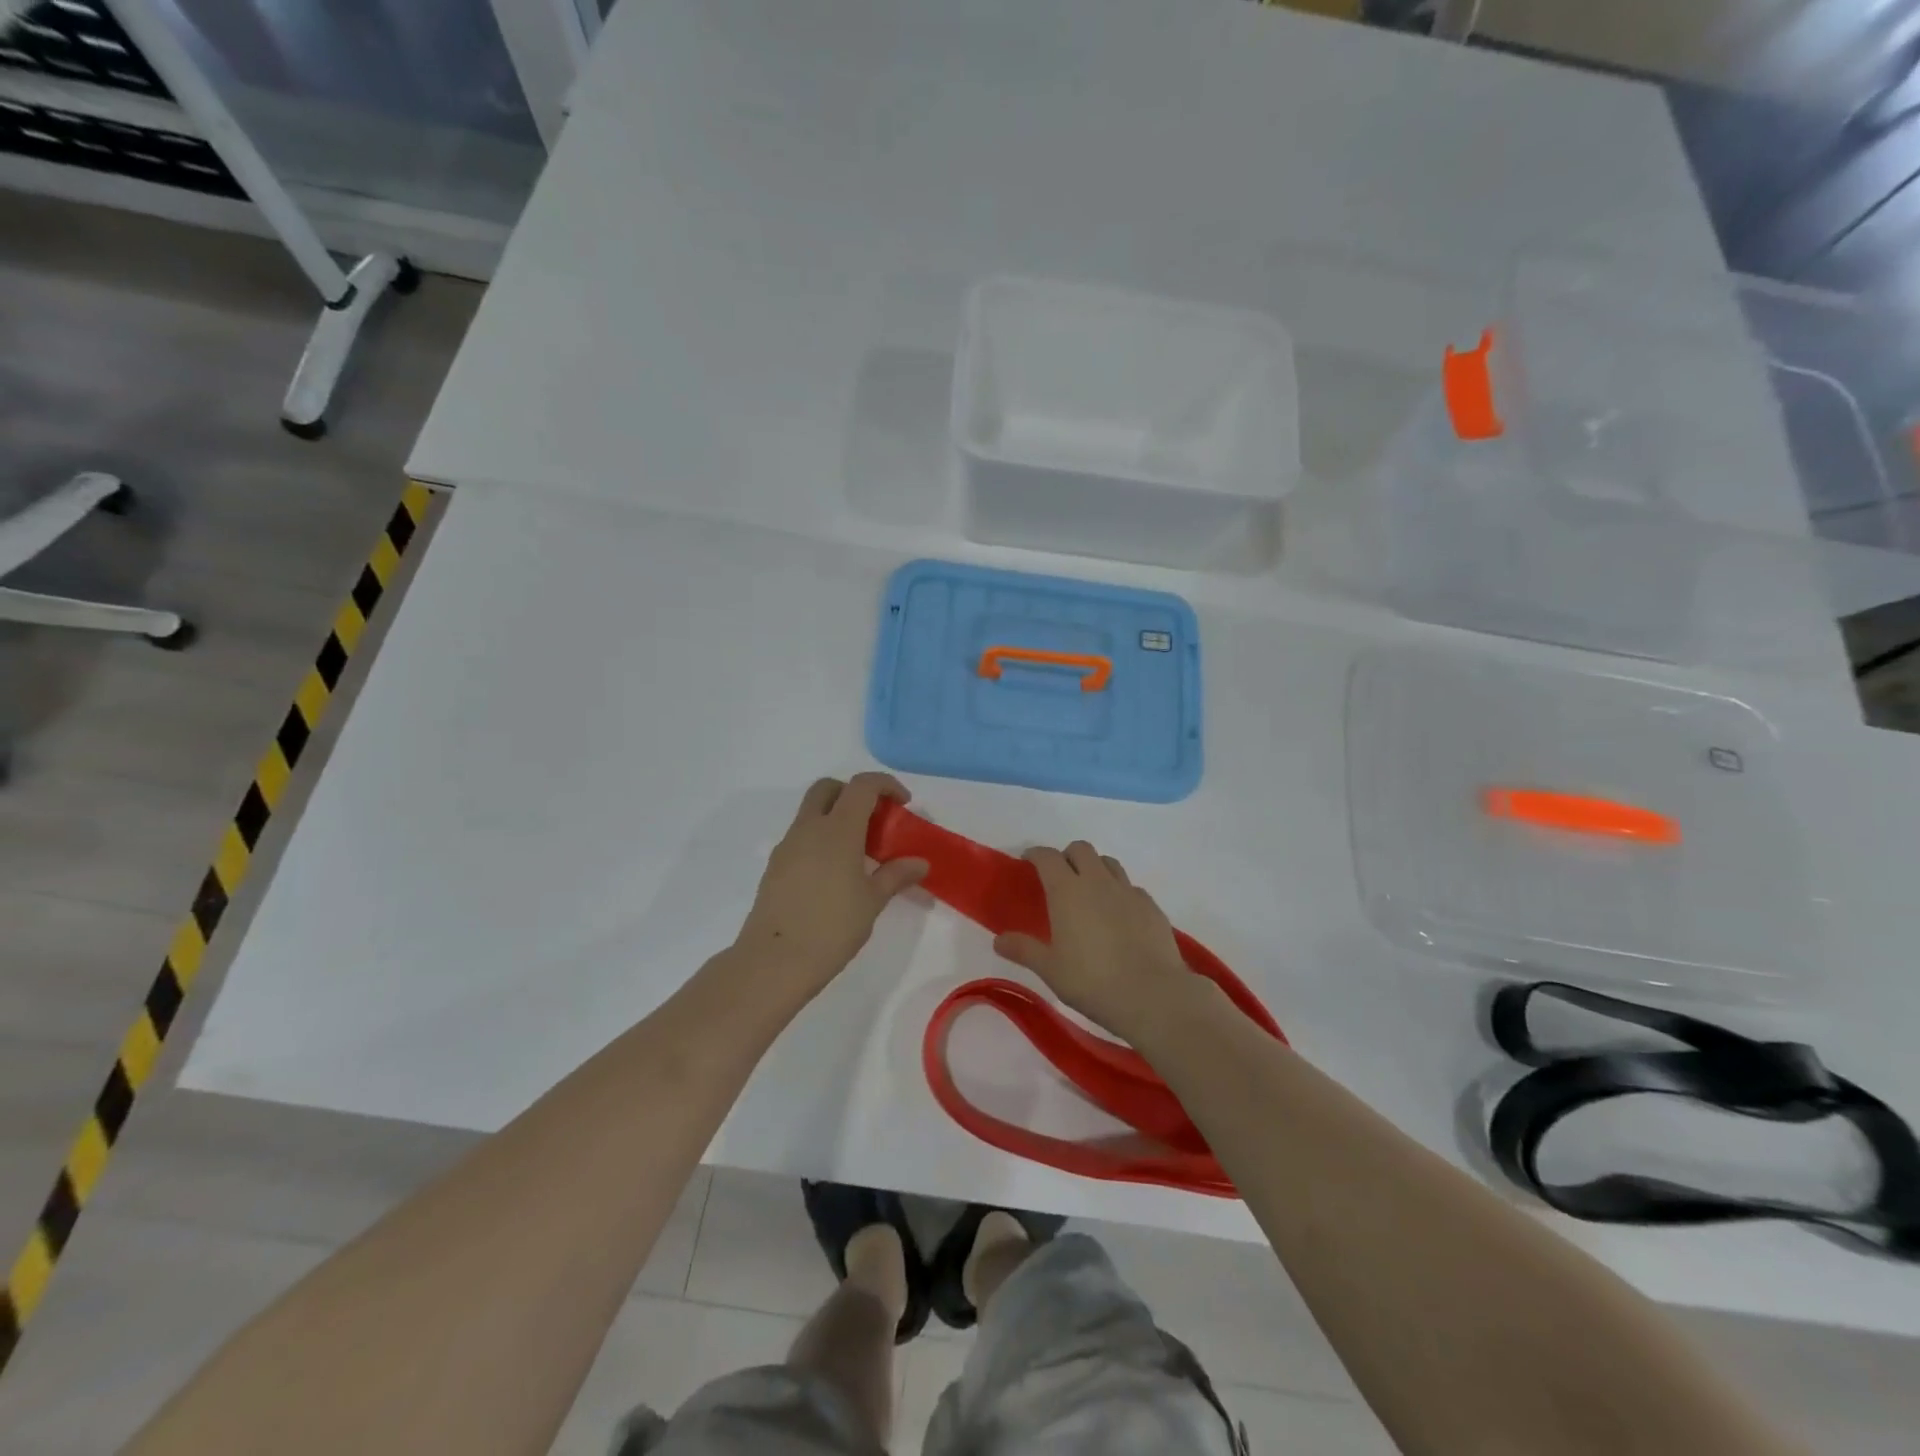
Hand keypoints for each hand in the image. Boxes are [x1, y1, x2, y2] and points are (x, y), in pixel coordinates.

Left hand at [733, 774, 928, 997]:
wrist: (775, 960)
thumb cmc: (832, 927)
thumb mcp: (872, 901)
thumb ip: (896, 875)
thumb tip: (920, 862)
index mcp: (838, 829)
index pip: (862, 786)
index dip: (885, 784)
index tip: (903, 803)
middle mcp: (809, 828)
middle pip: (828, 788)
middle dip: (853, 793)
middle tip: (875, 819)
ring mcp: (787, 846)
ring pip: (811, 812)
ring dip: (835, 816)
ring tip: (858, 852)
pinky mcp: (775, 867)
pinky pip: (801, 837)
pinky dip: (820, 839)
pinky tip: (834, 873)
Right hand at [994, 841, 1192, 1042]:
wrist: (1152, 994)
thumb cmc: (1092, 981)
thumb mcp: (1050, 969)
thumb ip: (1024, 950)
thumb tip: (999, 940)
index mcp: (1067, 890)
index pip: (1047, 856)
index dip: (1035, 854)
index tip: (1028, 861)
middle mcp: (1097, 881)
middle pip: (1081, 849)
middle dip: (1067, 856)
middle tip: (1059, 878)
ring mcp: (1128, 891)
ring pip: (1108, 863)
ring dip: (1095, 868)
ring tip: (1090, 893)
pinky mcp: (1151, 906)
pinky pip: (1131, 887)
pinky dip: (1120, 892)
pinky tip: (1119, 917)